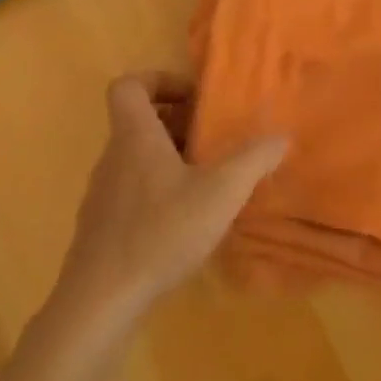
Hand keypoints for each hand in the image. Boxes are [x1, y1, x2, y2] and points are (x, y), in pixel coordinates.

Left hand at [55, 73, 287, 327]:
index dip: (159, 80)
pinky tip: (185, 219)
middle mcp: (114, 157)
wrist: (100, 300)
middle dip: (177, 122)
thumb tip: (281, 136)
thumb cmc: (160, 232)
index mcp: (136, 137)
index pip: (129, 86)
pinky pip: (131, 190)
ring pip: (136, 157)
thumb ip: (253, 160)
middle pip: (138, 121)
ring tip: (207, 179)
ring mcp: (103, 193)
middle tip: (212, 139)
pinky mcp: (102, 226)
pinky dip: (158, 190)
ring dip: (170, 157)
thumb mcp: (220, 193)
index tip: (193, 99)